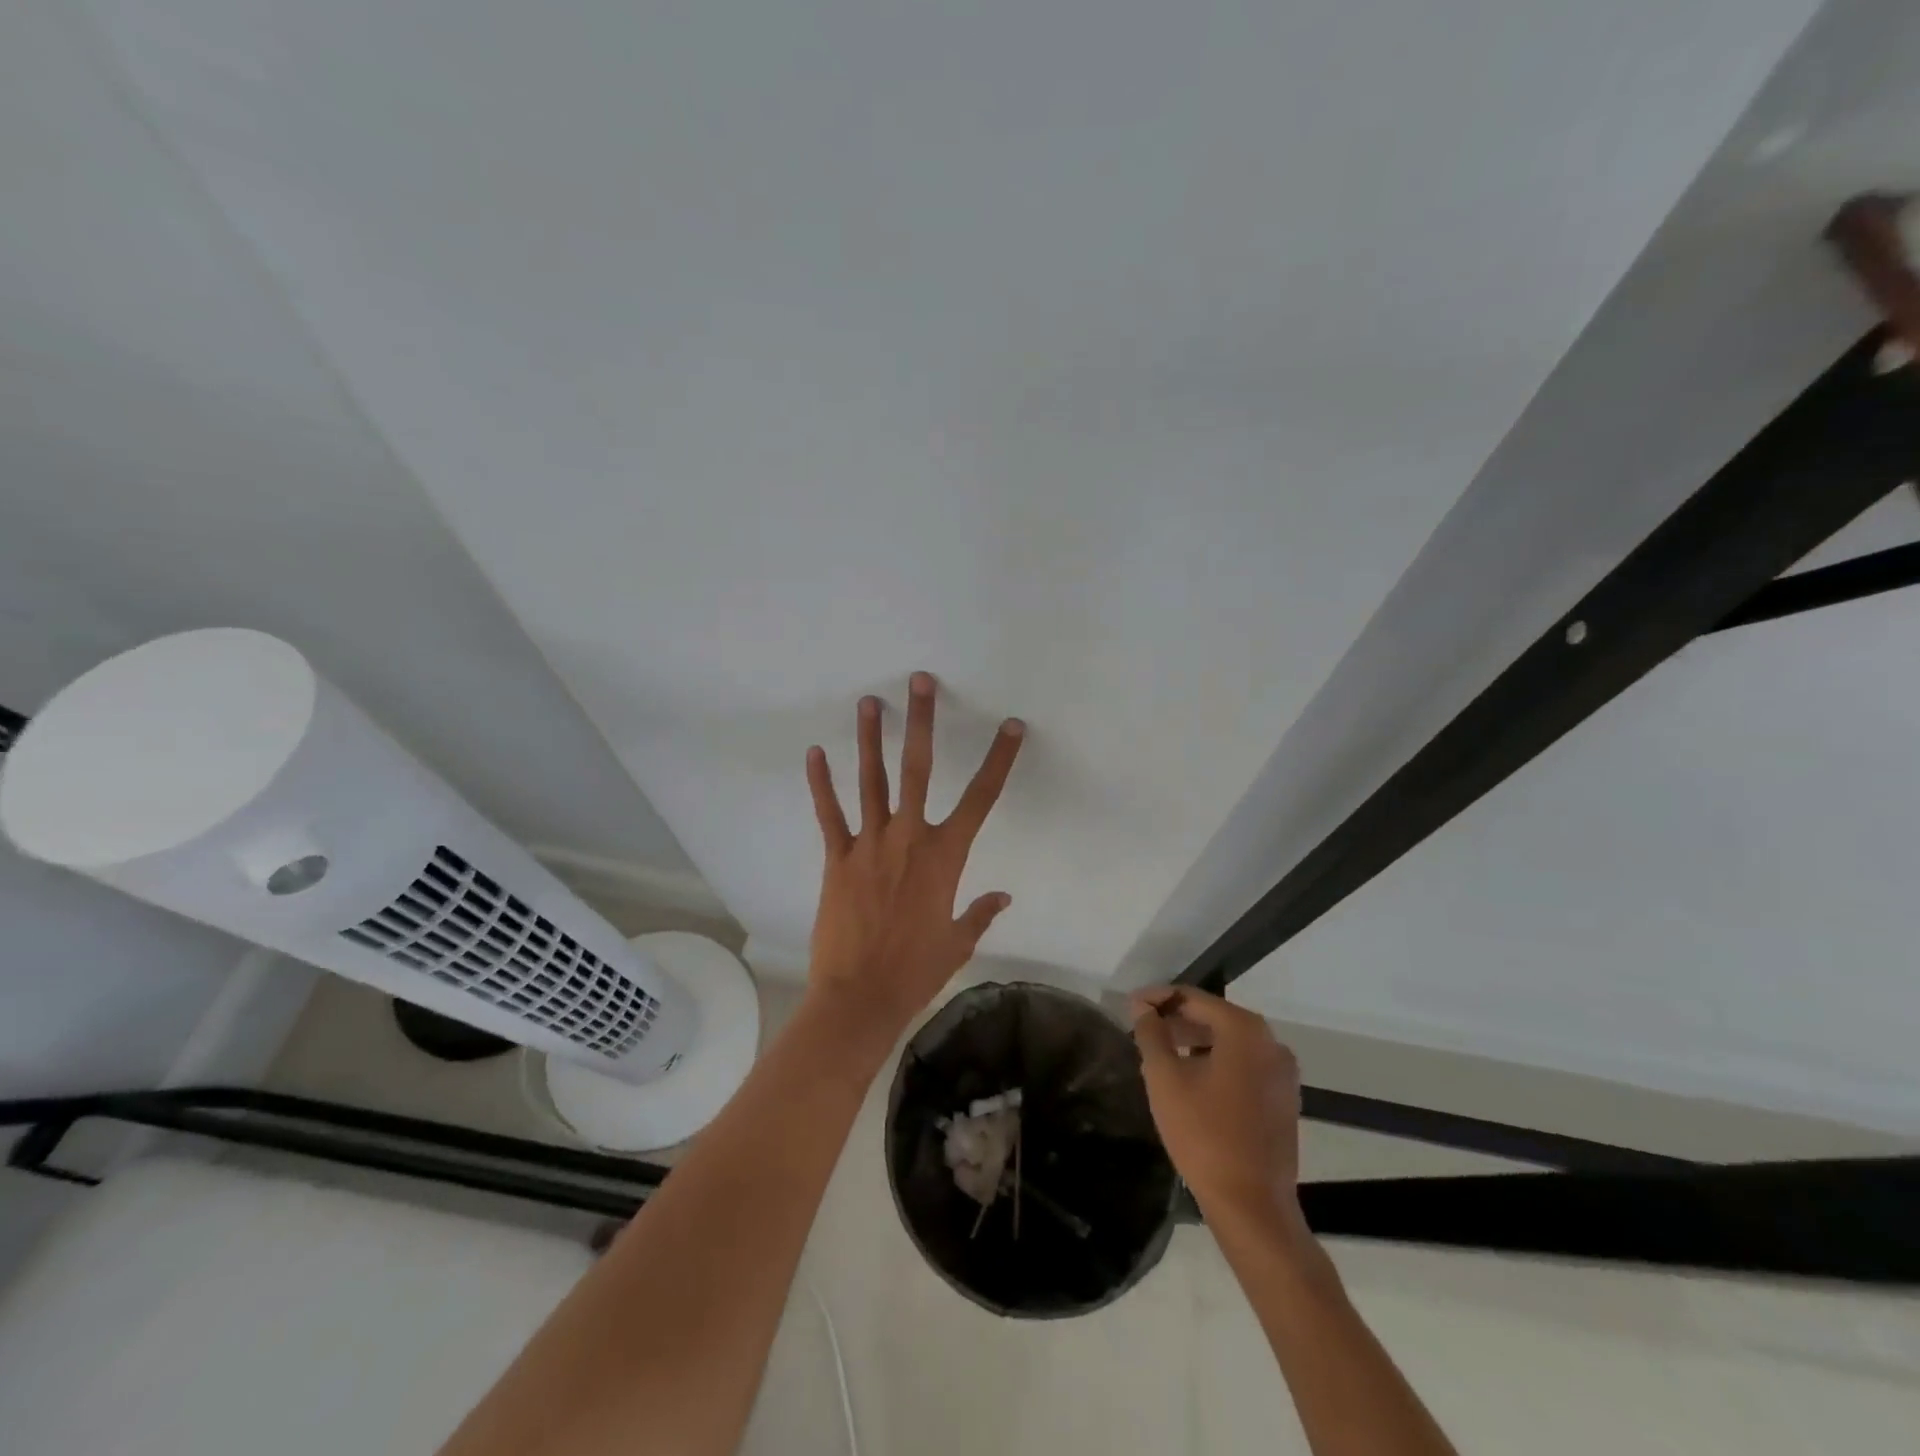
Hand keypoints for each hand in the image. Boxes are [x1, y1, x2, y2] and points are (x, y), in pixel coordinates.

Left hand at [804, 672, 1024, 1039]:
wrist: (861, 996)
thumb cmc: (916, 971)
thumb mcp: (957, 942)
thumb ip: (981, 913)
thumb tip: (1004, 897)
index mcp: (946, 856)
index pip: (982, 797)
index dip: (999, 759)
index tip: (1011, 726)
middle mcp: (909, 837)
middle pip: (919, 769)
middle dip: (922, 721)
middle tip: (920, 681)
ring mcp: (870, 844)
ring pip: (871, 780)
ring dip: (870, 738)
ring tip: (869, 702)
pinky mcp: (837, 858)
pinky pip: (829, 813)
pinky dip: (821, 783)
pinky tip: (815, 753)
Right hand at [1131, 986, 1302, 1222]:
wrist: (1252, 1206)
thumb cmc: (1204, 1134)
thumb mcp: (1165, 1078)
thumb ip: (1151, 1033)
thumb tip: (1143, 1008)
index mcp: (1245, 1030)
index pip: (1193, 998)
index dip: (1158, 998)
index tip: (1130, 1005)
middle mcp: (1271, 1043)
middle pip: (1214, 1018)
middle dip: (1176, 1020)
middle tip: (1141, 1029)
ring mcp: (1282, 1073)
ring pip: (1229, 1043)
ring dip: (1194, 1041)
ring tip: (1160, 1053)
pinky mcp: (1283, 1099)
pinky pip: (1243, 1065)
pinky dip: (1215, 1062)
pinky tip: (1190, 1078)